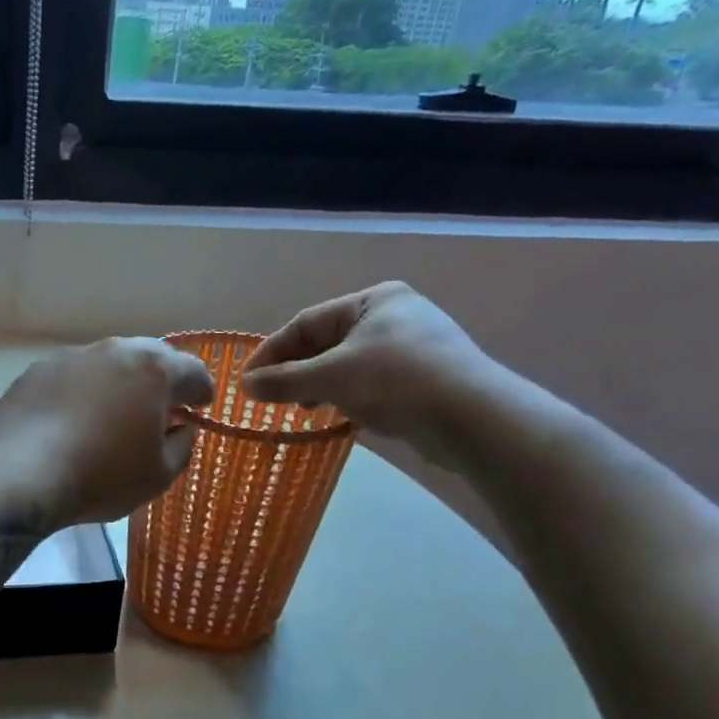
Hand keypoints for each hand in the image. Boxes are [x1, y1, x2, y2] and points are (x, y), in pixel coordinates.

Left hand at [0, 339, 215, 525]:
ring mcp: (71, 357)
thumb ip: (182, 446)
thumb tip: (182, 428)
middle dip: (162, 379)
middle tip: (164, 405)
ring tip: (118, 410)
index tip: (202, 406)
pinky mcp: (36, 371)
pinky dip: (84, 391)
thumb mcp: (158, 475)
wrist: (19, 472)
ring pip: (108, 363)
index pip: (192, 371)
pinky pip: (73, 377)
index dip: (202, 391)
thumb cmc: (101, 475)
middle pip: (149, 357)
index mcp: (153, 369)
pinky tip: (76, 417)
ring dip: (120, 382)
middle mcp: (113, 351)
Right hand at [241, 283, 496, 462]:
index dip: (272, 351)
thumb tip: (245, 386)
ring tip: (303, 408)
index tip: (247, 380)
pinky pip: (372, 381)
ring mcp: (414, 346)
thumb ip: (283, 381)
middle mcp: (395, 315)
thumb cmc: (396, 382)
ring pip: (349, 364)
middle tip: (272, 396)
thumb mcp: (330, 378)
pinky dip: (348, 395)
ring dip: (320, 385)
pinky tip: (339, 414)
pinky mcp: (426, 377)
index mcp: (374, 300)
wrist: (473, 418)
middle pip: (327, 342)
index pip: (306, 322)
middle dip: (297, 370)